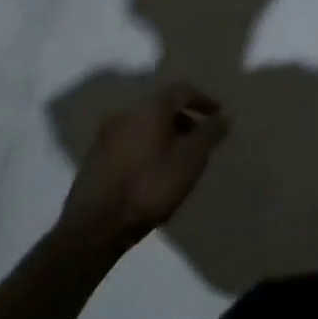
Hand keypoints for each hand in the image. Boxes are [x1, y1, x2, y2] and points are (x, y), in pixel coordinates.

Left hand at [57, 82, 228, 251]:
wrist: (95, 227)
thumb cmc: (150, 186)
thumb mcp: (191, 159)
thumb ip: (210, 134)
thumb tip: (223, 117)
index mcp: (150, 108)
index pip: (182, 91)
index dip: (203, 100)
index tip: (218, 115)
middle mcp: (125, 114)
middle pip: (161, 107)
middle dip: (184, 119)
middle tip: (200, 138)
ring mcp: (105, 136)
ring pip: (144, 125)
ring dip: (165, 134)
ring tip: (179, 158)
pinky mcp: (94, 159)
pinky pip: (130, 142)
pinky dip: (147, 147)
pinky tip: (154, 171)